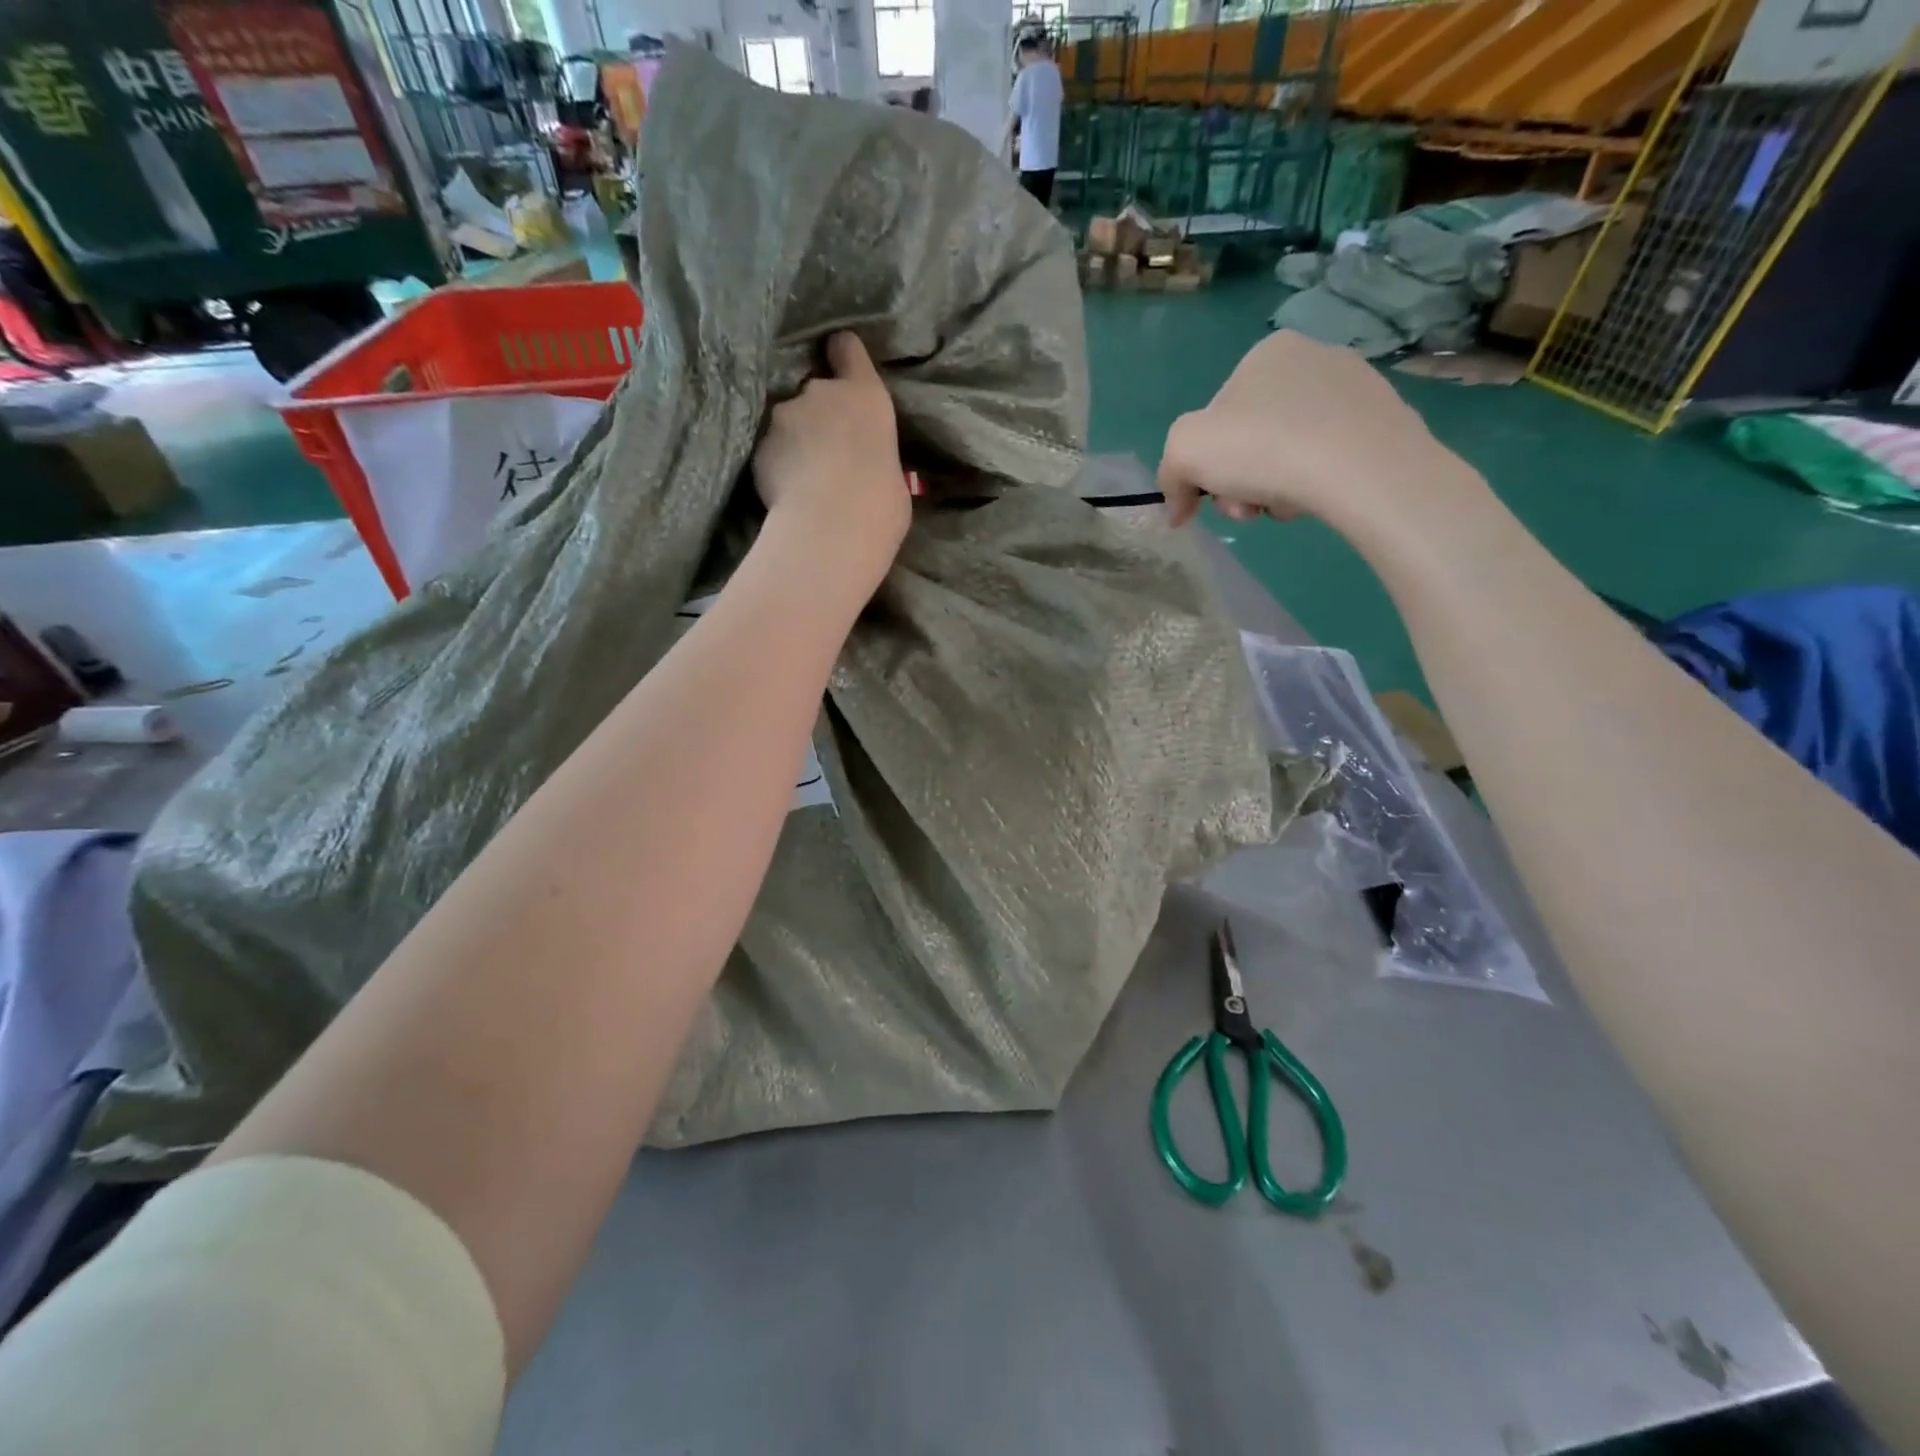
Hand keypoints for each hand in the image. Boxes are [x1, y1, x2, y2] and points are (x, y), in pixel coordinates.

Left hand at [753, 332, 909, 587]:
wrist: (833, 527)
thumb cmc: (881, 505)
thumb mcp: (893, 474)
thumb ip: (874, 454)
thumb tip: (867, 465)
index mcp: (866, 396)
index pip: (847, 348)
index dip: (842, 356)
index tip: (839, 364)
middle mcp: (821, 392)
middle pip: (814, 390)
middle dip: (816, 414)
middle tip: (826, 452)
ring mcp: (784, 416)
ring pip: (787, 422)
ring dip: (793, 441)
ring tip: (804, 477)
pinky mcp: (759, 446)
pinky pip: (770, 451)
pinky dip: (776, 466)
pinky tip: (787, 493)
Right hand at [1157, 331, 1491, 534]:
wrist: (1361, 468)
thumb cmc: (1262, 448)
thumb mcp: (1184, 454)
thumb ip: (1169, 476)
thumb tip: (1178, 508)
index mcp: (1265, 353)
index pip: (1215, 418)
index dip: (1204, 465)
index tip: (1210, 496)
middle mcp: (1312, 357)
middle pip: (1251, 438)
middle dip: (1239, 482)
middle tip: (1247, 509)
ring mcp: (1355, 386)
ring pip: (1288, 452)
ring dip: (1272, 488)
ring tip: (1283, 506)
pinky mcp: (1384, 419)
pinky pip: (1329, 458)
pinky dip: (1314, 483)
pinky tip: (1317, 499)